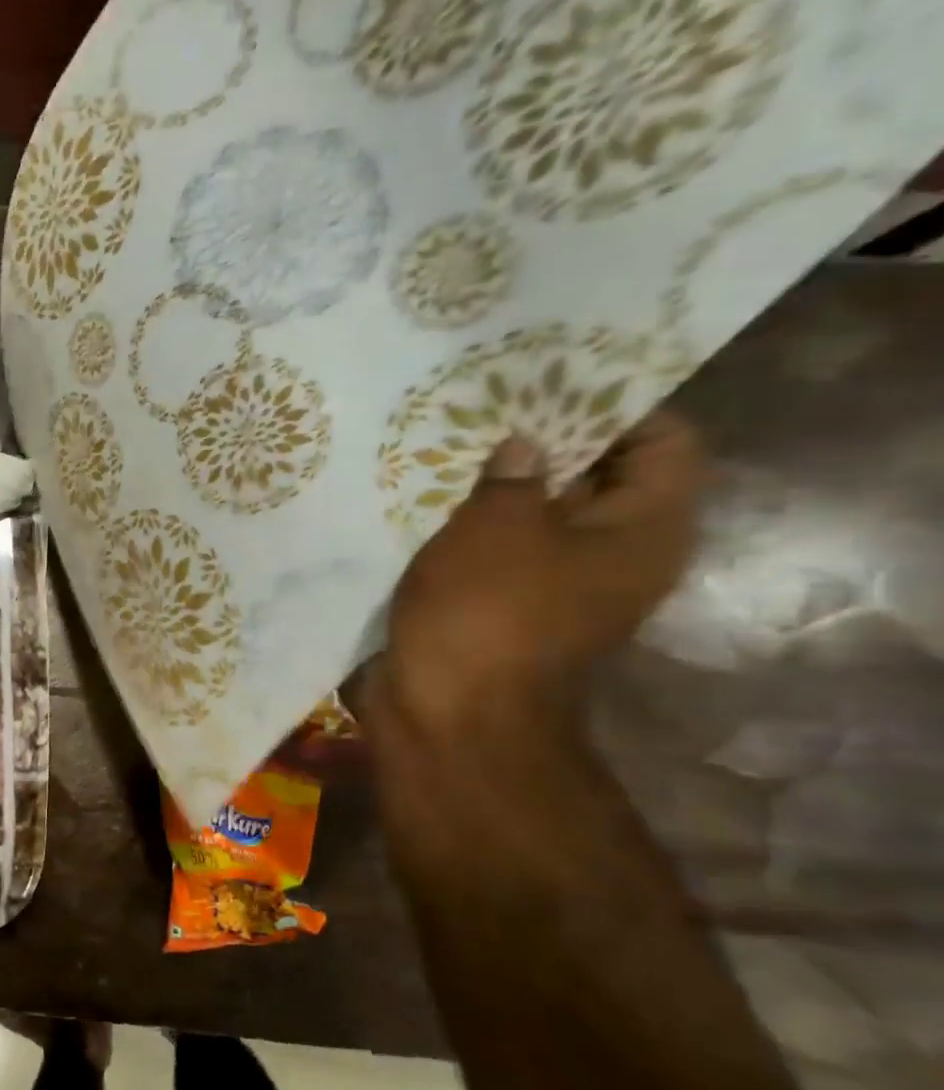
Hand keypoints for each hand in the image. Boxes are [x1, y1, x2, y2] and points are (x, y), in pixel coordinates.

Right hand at [366, 410, 705, 737]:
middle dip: (544, 440)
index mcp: (643, 530)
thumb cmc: (487, 613)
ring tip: (449, 445)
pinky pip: (497, 548)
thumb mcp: (498, 527)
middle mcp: (613, 554)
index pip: (664, 440)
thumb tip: (524, 447)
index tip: (551, 379)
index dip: (614, 404)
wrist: (446, 711)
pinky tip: (425, 499)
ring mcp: (555, 583)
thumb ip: (515, 473)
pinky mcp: (504, 604)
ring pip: (537, 514)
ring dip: (496, 485)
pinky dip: (469, 525)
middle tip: (488, 405)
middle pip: (596, 475)